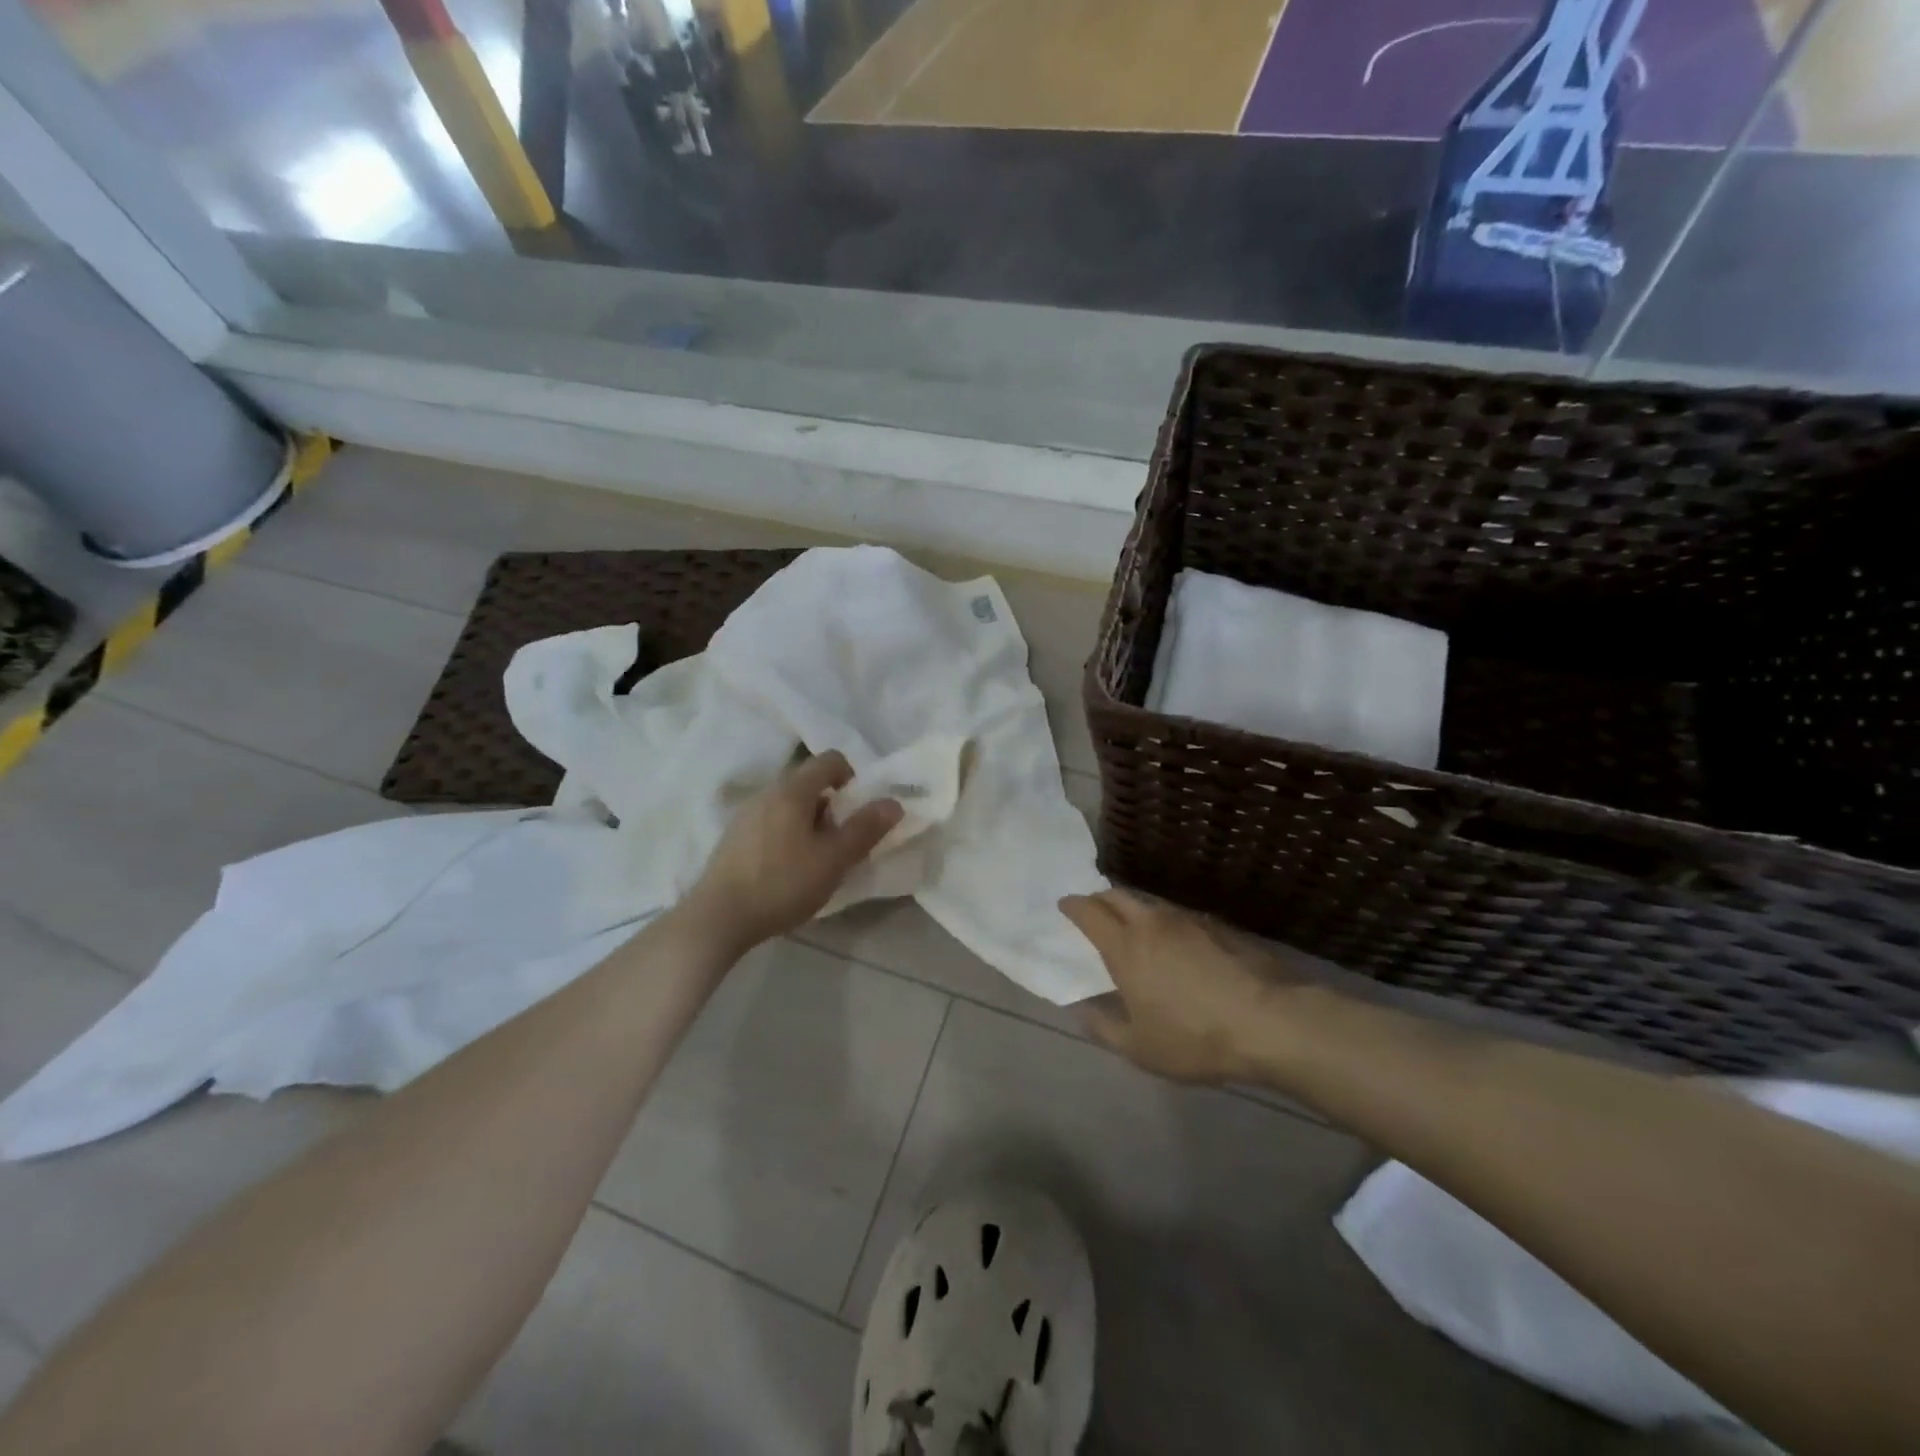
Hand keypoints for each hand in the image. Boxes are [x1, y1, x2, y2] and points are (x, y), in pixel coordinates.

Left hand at [684, 751, 903, 950]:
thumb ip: (865, 829)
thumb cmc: (782, 884)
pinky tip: (786, 869)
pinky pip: (770, 821)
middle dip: (831, 806)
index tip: (858, 810)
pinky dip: (787, 834)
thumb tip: (893, 802)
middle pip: (808, 782)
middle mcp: (767, 792)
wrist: (718, 918)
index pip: (830, 760)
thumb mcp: (833, 860)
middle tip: (840, 842)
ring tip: (814, 860)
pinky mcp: (733, 837)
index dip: (852, 777)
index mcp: (793, 790)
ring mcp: (745, 813)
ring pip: (789, 804)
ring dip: (809, 822)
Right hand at [1060, 889, 1290, 1083]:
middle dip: (1100, 899)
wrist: (1268, 1022)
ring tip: (1133, 928)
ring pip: (1150, 904)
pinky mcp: (1218, 927)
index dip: (1073, 906)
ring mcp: (1188, 921)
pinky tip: (1175, 944)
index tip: (1064, 905)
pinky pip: (1179, 916)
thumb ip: (1103, 1026)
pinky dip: (1165, 923)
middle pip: (1118, 895)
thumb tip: (1082, 1010)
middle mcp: (1152, 923)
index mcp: (1125, 947)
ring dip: (1134, 909)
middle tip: (1094, 912)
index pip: (1089, 912)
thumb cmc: (1193, 1037)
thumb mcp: (1139, 1047)